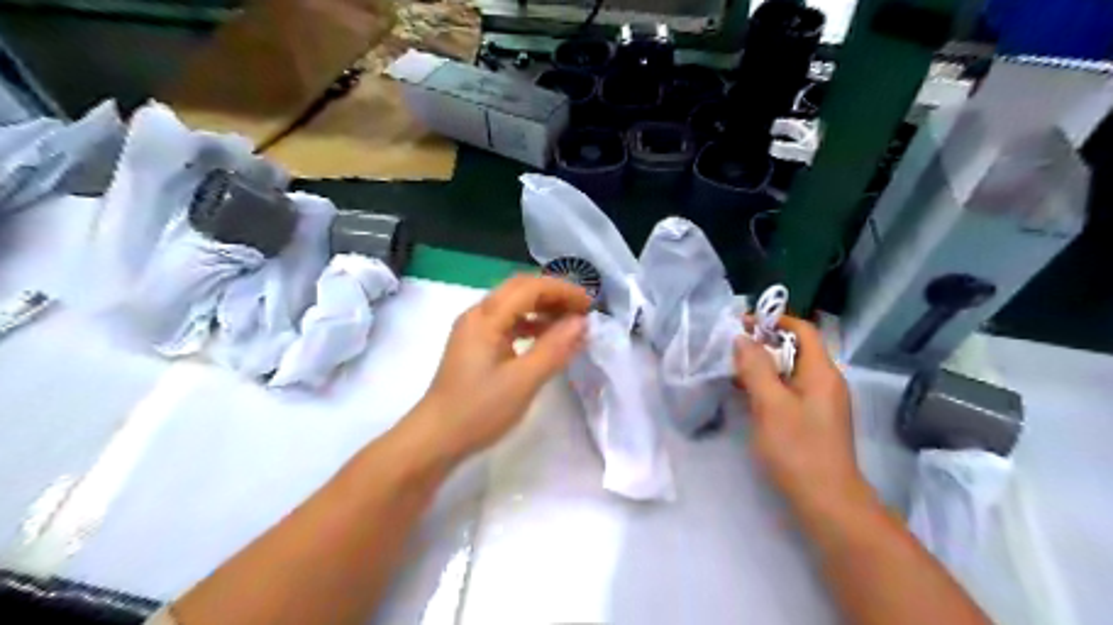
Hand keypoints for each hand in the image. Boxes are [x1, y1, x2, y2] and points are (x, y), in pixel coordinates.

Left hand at [412, 276, 595, 461]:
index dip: (562, 290)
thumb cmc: (479, 410)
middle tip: (582, 311)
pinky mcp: (474, 345)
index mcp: (486, 317)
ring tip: (569, 323)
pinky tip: (545, 338)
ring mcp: (473, 329)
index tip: (590, 305)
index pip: (529, 287)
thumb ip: (554, 348)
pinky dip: (530, 324)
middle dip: (553, 295)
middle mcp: (477, 315)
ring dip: (542, 308)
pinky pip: (507, 322)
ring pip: (513, 304)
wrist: (435, 438)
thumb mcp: (523, 381)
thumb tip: (581, 322)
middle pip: (520, 289)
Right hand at [738, 317, 873, 522]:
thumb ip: (756, 368)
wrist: (827, 502)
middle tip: (732, 348)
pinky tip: (747, 395)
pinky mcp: (813, 419)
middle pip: (796, 349)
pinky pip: (790, 390)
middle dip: (764, 343)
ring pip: (791, 371)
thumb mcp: (771, 405)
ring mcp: (821, 402)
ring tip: (733, 370)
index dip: (775, 320)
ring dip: (764, 365)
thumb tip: (743, 339)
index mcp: (821, 372)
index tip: (743, 323)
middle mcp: (826, 381)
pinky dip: (769, 385)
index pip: (802, 330)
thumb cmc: (798, 449)